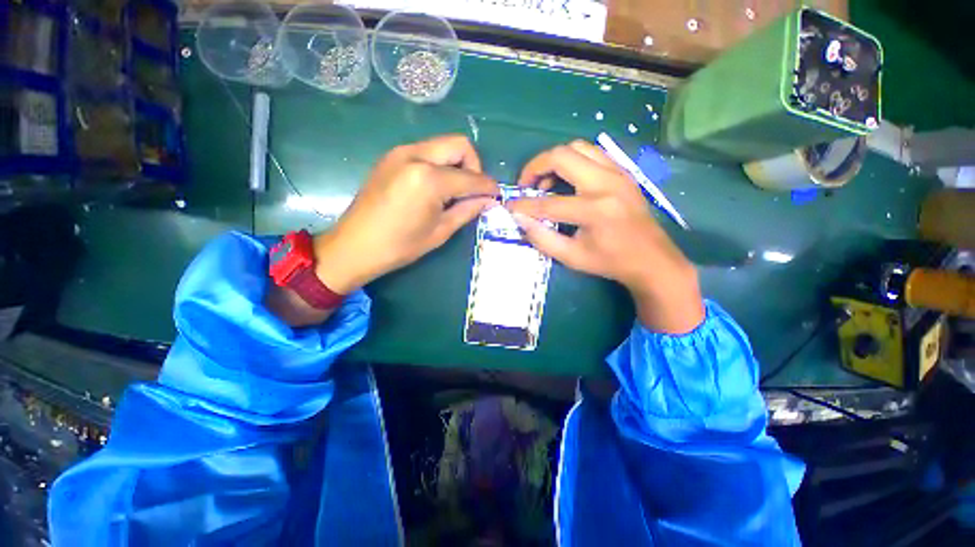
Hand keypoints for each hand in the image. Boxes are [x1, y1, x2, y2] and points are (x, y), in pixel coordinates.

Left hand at [313, 135, 498, 293]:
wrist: (354, 246)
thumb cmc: (400, 246)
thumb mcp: (440, 231)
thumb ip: (467, 210)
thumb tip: (489, 200)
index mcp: (429, 179)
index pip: (471, 177)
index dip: (488, 186)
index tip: (496, 196)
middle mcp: (415, 156)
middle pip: (459, 145)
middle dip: (474, 166)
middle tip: (472, 191)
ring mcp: (400, 152)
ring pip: (442, 145)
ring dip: (456, 164)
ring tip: (454, 191)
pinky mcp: (391, 156)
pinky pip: (426, 151)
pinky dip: (439, 165)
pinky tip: (435, 188)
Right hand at [507, 140, 703, 333]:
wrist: (652, 259)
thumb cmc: (610, 262)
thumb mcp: (572, 257)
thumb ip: (542, 237)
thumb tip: (519, 218)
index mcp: (594, 210)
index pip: (547, 202)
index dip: (523, 204)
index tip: (509, 206)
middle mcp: (607, 183)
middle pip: (562, 156)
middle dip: (535, 166)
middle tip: (526, 185)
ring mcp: (618, 173)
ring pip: (578, 147)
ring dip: (555, 160)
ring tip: (546, 181)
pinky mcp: (623, 172)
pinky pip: (592, 153)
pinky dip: (573, 161)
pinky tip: (567, 179)